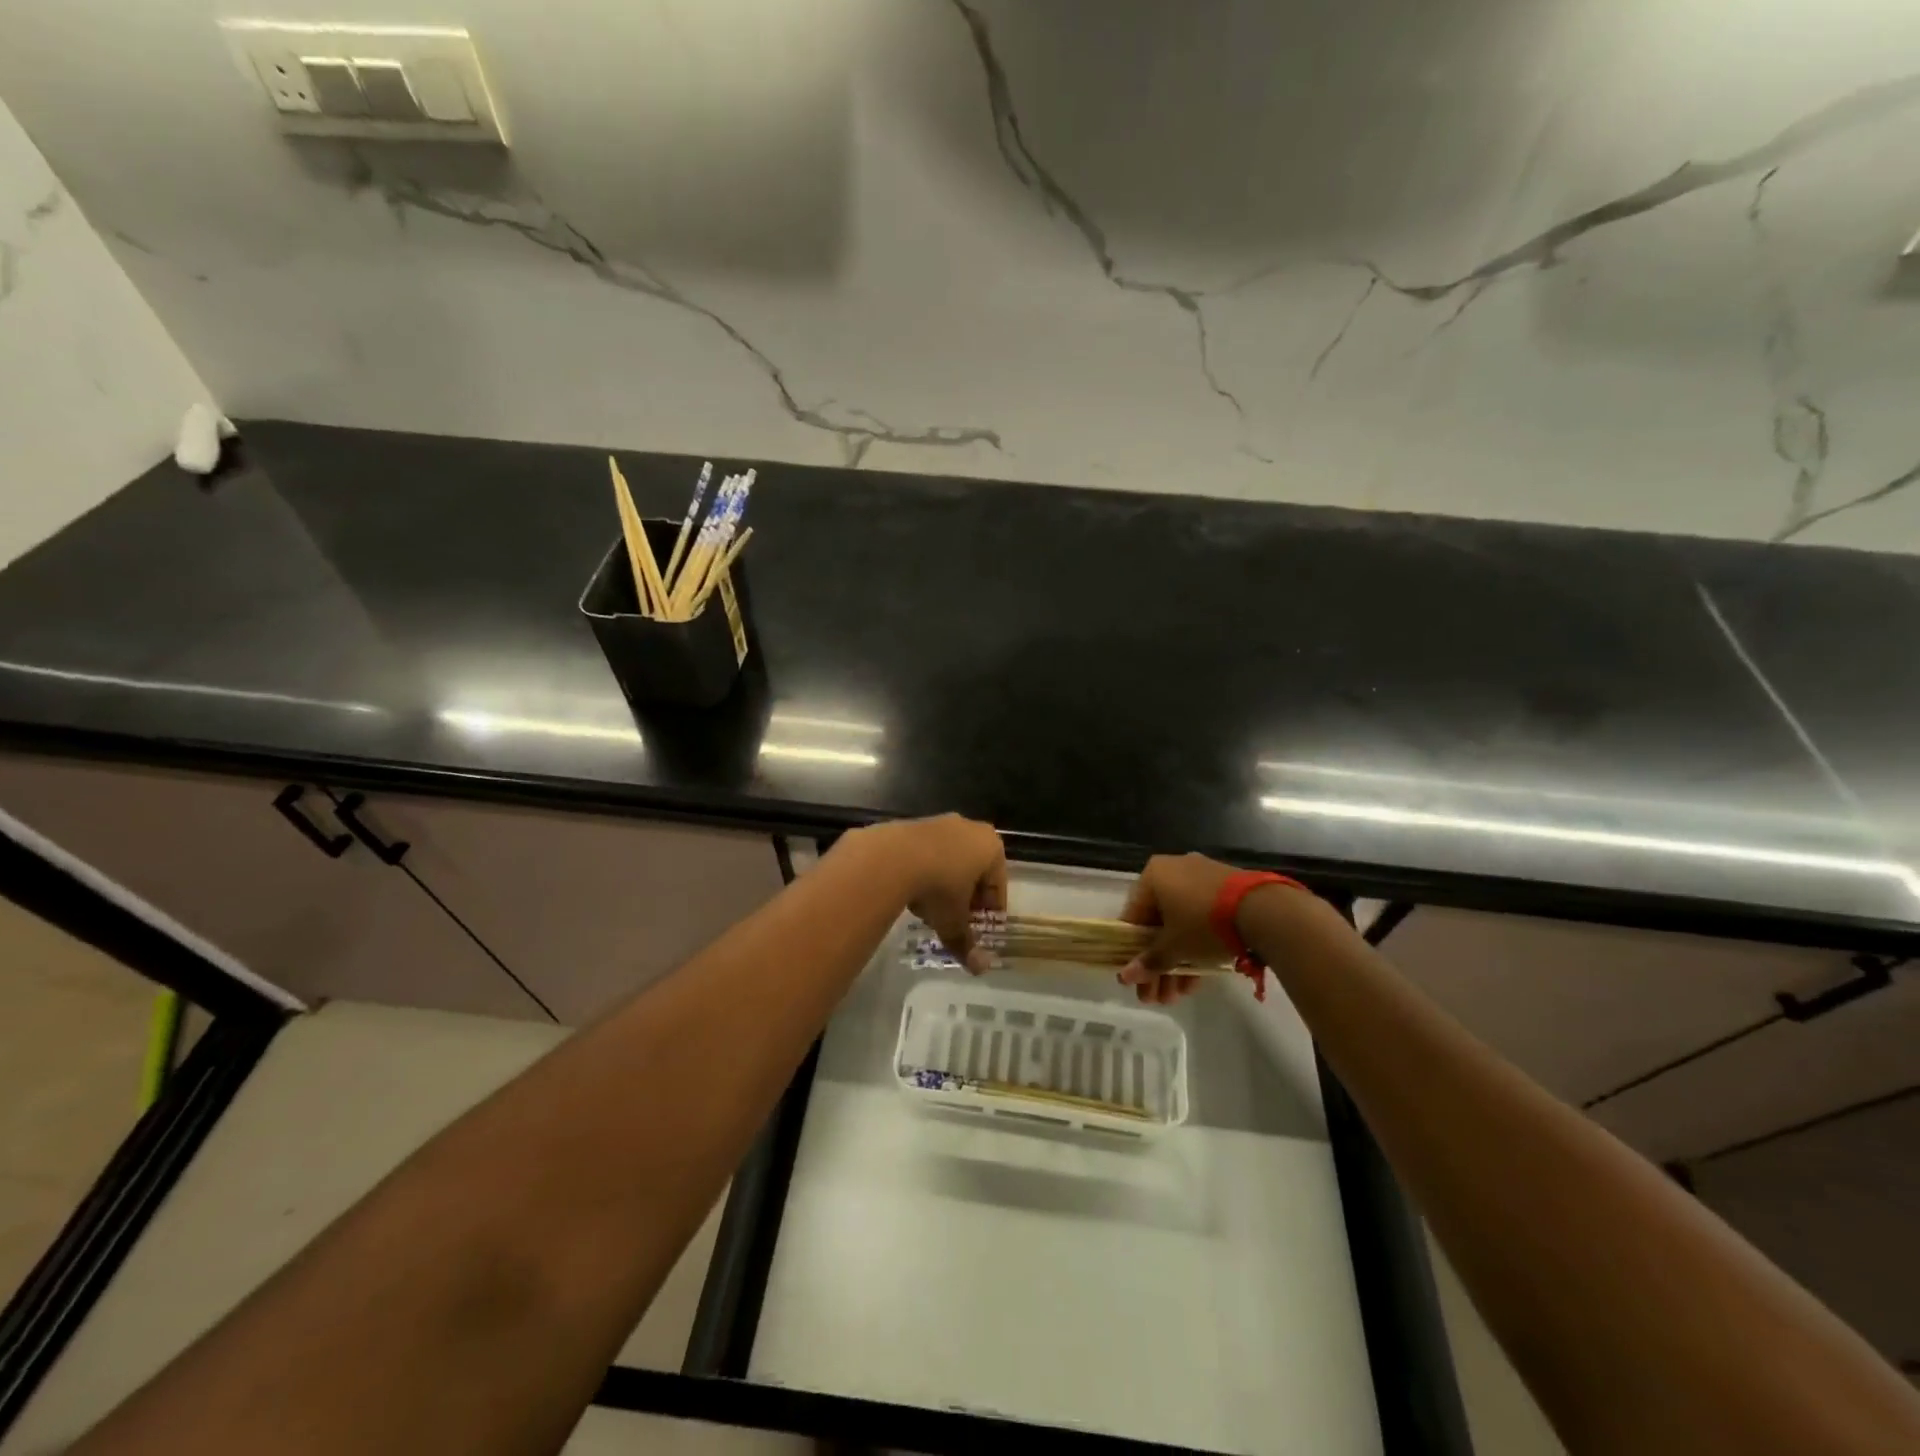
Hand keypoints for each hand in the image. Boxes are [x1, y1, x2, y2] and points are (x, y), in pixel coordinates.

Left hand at [852, 814, 1006, 972]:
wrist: (890, 857)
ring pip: (950, 859)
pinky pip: (926, 852)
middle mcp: (970, 828)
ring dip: (944, 882)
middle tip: (956, 920)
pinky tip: (910, 890)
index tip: (979, 929)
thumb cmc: (937, 887)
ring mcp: (940, 822)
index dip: (989, 911)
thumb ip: (967, 944)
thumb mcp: (953, 921)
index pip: (997, 886)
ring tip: (930, 908)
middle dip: (967, 895)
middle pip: (974, 870)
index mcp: (991, 848)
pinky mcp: (913, 824)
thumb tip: (981, 969)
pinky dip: (923, 870)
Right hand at [1117, 852, 1241, 1003]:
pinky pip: (1202, 920)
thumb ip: (1149, 962)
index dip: (1132, 952)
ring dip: (1177, 961)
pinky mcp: (1227, 891)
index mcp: (1153, 875)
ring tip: (1178, 996)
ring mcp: (1203, 879)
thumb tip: (1125, 977)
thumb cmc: (1204, 923)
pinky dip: (1197, 946)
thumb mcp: (1174, 947)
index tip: (1136, 979)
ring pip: (1182, 925)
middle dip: (1158, 964)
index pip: (1133, 917)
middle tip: (1157, 996)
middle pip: (1159, 925)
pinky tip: (1197, 979)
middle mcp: (1175, 870)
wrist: (1263, 910)